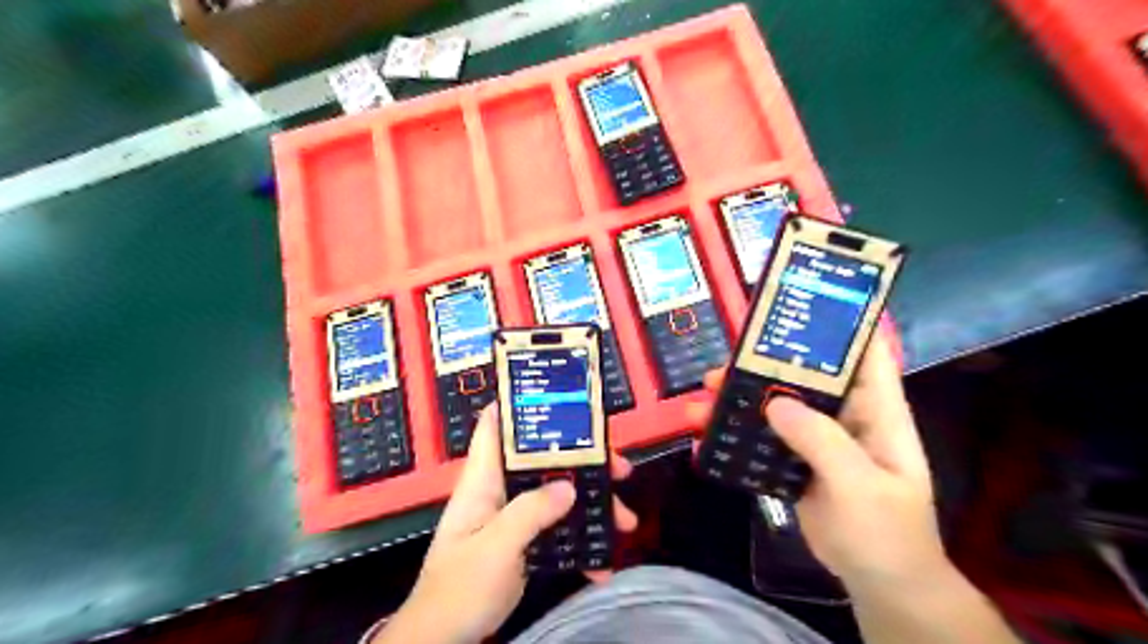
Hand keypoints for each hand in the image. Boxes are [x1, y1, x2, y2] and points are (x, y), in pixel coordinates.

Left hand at [381, 405, 641, 642]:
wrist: (445, 639)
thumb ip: (529, 513)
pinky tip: (602, 562)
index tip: (560, 397)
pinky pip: (559, 530)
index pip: (494, 427)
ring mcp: (514, 517)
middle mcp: (501, 491)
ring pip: (557, 494)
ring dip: (591, 504)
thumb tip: (569, 486)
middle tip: (619, 468)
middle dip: (582, 460)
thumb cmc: (459, 588)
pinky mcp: (525, 542)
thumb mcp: (494, 548)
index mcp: (483, 480)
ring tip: (624, 519)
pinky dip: (581, 542)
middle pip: (543, 460)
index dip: (520, 404)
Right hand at [685, 337, 945, 592]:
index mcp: (876, 411)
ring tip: (702, 401)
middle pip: (803, 376)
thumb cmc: (886, 532)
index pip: (863, 353)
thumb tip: (774, 403)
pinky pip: (763, 438)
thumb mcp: (860, 486)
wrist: (878, 582)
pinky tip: (708, 434)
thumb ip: (822, 442)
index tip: (796, 307)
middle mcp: (845, 415)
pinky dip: (737, 433)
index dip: (837, 326)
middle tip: (721, 367)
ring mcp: (818, 439)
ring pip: (776, 405)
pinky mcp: (796, 461)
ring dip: (740, 401)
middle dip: (763, 367)